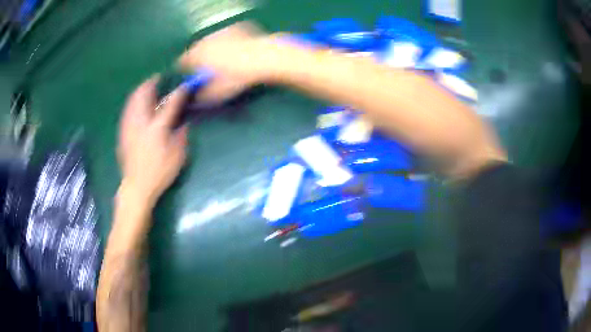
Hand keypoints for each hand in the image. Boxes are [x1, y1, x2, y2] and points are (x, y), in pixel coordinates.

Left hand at [118, 77, 187, 205]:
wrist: (136, 186)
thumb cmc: (159, 173)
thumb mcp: (178, 156)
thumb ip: (182, 136)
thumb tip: (183, 122)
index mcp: (157, 128)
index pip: (170, 103)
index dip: (179, 92)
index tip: (185, 85)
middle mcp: (141, 122)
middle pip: (144, 94)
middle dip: (152, 83)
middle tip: (159, 78)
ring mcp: (129, 126)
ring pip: (133, 99)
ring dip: (141, 90)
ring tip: (148, 87)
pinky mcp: (123, 132)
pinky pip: (127, 109)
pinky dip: (133, 101)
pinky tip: (137, 103)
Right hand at [178, 21, 277, 101]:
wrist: (264, 57)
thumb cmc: (237, 77)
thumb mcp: (217, 93)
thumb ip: (201, 95)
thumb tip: (194, 98)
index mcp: (196, 55)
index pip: (182, 61)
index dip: (185, 69)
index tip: (190, 75)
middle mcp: (205, 40)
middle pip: (196, 49)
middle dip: (199, 57)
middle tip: (208, 68)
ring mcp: (222, 31)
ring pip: (211, 40)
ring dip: (213, 48)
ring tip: (225, 58)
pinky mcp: (237, 26)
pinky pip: (228, 35)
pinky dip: (229, 41)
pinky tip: (239, 49)